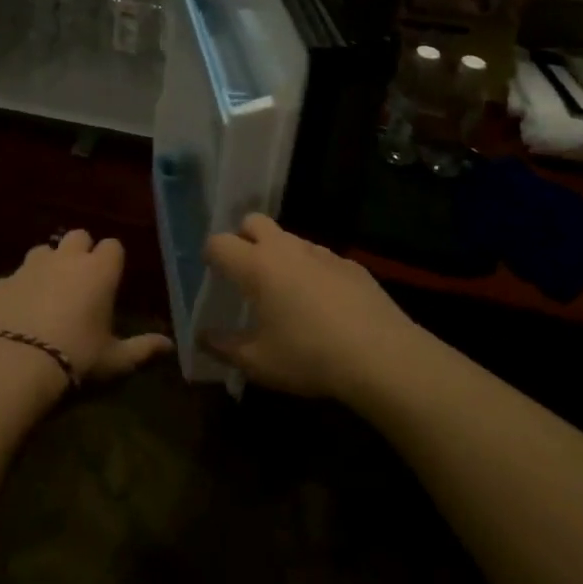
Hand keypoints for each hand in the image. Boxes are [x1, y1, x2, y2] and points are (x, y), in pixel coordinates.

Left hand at [0, 230, 174, 392]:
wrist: (16, 365)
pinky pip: (14, 277)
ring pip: (43, 251)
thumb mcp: (115, 361)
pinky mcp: (1, 282)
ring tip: (48, 292)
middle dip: (80, 252)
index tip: (109, 280)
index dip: (111, 261)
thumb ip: (143, 349)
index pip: (113, 246)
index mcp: (99, 271)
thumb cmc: (77, 358)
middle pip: (78, 236)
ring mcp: (30, 267)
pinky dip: (19, 289)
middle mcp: (66, 259)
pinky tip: (18, 312)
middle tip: (80, 281)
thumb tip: (169, 345)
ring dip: (48, 265)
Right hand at [202, 213, 418, 402]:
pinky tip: (324, 305)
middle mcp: (285, 248)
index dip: (211, 255)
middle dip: (244, 238)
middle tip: (246, 273)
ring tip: (285, 293)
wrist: (382, 355)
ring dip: (279, 255)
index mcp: (256, 266)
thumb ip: (224, 347)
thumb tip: (201, 338)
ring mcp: (321, 252)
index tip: (213, 274)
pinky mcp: (350, 264)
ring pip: (289, 238)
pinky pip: (319, 257)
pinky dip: (312, 271)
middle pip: (253, 221)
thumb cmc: (309, 356)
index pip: (219, 242)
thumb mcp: (258, 362)